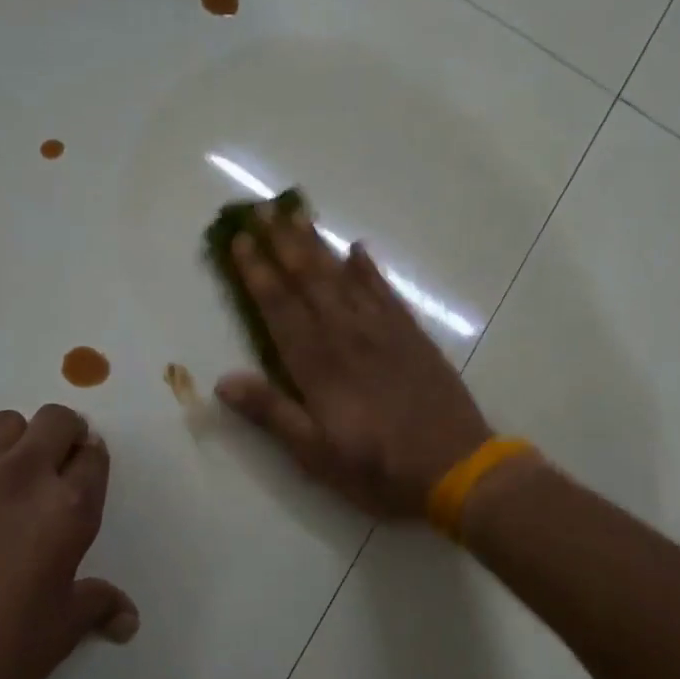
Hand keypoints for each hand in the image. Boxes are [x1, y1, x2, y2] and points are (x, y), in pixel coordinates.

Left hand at [0, 406, 137, 678]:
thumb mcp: (60, 632)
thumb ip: (97, 606)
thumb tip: (128, 618)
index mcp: (66, 508)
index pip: (93, 455)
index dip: (93, 462)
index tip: (86, 478)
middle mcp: (21, 478)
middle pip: (55, 419)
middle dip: (66, 434)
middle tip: (59, 468)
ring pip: (5, 424)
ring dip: (20, 440)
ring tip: (14, 481)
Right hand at [216, 206, 492, 518]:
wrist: (457, 469)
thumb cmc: (378, 468)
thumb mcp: (315, 454)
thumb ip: (271, 413)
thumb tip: (222, 381)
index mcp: (318, 365)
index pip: (279, 308)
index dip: (256, 273)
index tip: (239, 242)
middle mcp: (346, 336)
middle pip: (309, 280)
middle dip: (283, 243)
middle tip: (263, 209)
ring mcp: (382, 332)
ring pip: (343, 277)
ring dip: (318, 245)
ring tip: (299, 214)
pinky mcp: (411, 336)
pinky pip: (385, 291)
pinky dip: (369, 269)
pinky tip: (358, 250)